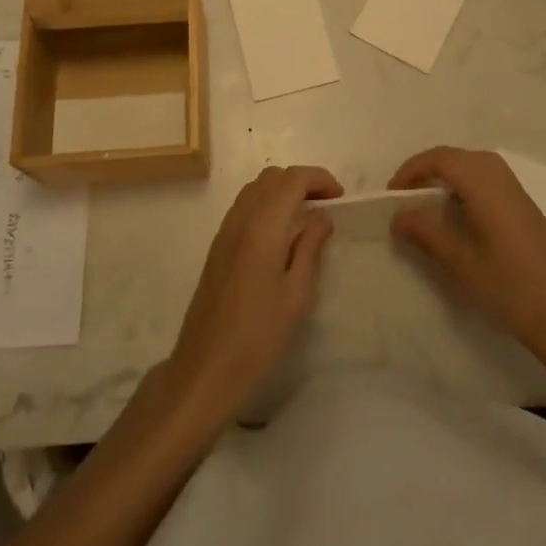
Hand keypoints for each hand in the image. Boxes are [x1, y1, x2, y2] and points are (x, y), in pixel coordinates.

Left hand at [163, 165, 342, 423]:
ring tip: (306, 217)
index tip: (340, 197)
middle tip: (326, 205)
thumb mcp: (297, 295)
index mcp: (263, 226)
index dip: (319, 178)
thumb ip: (311, 248)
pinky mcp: (217, 246)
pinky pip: (244, 206)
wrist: (206, 368)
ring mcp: (225, 230)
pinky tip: (280, 233)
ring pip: (256, 189)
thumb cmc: (259, 336)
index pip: (292, 179)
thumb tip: (322, 216)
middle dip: (302, 181)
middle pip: (272, 177)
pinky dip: (266, 204)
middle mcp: (240, 218)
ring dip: (282, 191)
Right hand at [389, 146, 545, 368]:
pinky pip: (487, 181)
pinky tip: (460, 218)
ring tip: (428, 207)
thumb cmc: (508, 287)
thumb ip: (425, 233)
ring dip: (447, 178)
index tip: (392, 195)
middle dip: (427, 170)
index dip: (411, 170)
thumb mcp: (459, 262)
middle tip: (406, 198)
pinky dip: (465, 188)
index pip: (439, 158)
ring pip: (473, 166)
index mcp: (483, 183)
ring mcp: (516, 191)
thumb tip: (397, 216)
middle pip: (456, 157)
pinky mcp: (525, 207)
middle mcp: (501, 176)